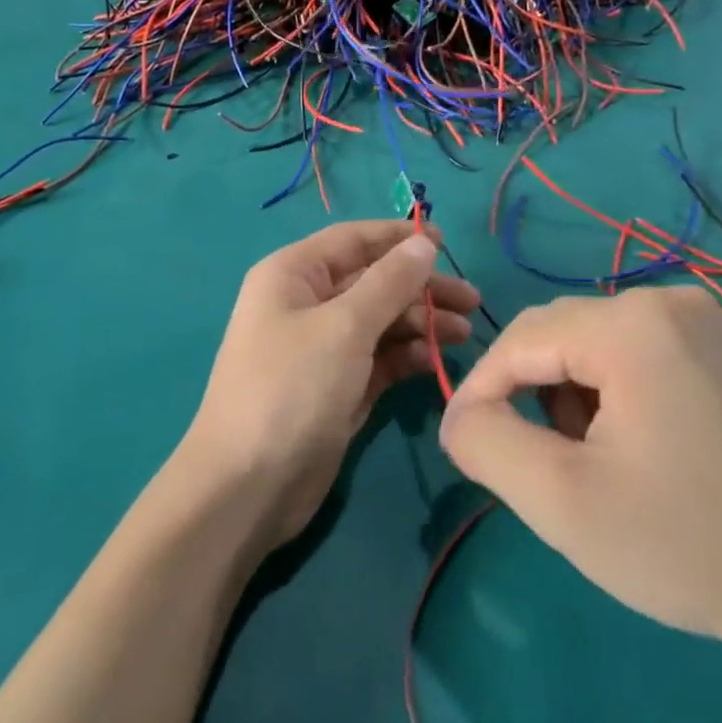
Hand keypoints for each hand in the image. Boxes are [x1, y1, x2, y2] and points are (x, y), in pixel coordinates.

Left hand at [180, 221, 480, 547]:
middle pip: (372, 281)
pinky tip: (439, 358)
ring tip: (464, 333)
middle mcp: (306, 304)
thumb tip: (422, 243)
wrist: (250, 485)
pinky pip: (379, 358)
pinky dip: (407, 355)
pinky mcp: (338, 387)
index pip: (352, 240)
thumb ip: (388, 283)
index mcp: (293, 275)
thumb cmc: (291, 388)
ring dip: (421, 323)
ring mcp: (323, 348)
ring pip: (380, 321)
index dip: (398, 237)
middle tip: (471, 301)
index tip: (446, 241)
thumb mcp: (343, 327)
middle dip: (420, 287)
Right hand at [437, 287, 721, 654]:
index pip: (518, 341)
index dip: (480, 392)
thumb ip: (485, 442)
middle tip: (542, 464)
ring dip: (564, 393)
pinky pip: (623, 347)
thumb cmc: (680, 544)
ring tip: (591, 458)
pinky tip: (628, 442)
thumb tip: (458, 415)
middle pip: (552, 334)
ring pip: (583, 341)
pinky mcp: (712, 343)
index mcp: (631, 324)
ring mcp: (696, 317)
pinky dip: (602, 388)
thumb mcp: (560, 500)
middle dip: (529, 394)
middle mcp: (665, 299)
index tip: (469, 447)